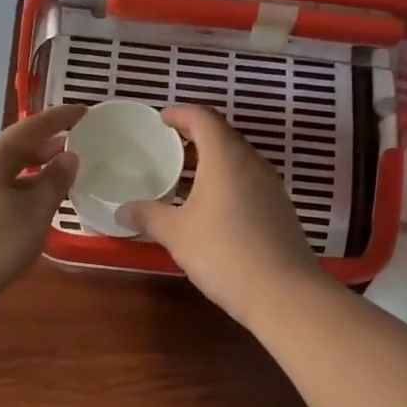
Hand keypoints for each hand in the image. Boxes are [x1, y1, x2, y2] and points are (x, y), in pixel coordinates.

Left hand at [0, 104, 83, 320]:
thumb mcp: (35, 214)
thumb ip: (55, 181)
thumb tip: (67, 156)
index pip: (30, 128)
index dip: (59, 118)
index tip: (83, 111)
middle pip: (10, 148)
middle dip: (42, 146)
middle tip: (70, 146)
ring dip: (26, 169)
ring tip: (50, 176)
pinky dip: (10, 187)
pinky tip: (20, 205)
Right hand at [119, 106, 325, 325]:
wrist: (283, 292)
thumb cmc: (223, 253)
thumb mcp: (177, 234)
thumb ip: (148, 216)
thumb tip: (123, 209)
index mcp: (225, 158)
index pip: (203, 119)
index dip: (181, 114)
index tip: (162, 119)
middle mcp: (252, 163)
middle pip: (223, 136)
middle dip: (196, 135)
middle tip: (169, 146)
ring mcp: (271, 186)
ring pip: (238, 160)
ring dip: (212, 160)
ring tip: (186, 177)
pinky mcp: (280, 209)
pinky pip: (249, 181)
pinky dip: (227, 181)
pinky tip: (212, 206)